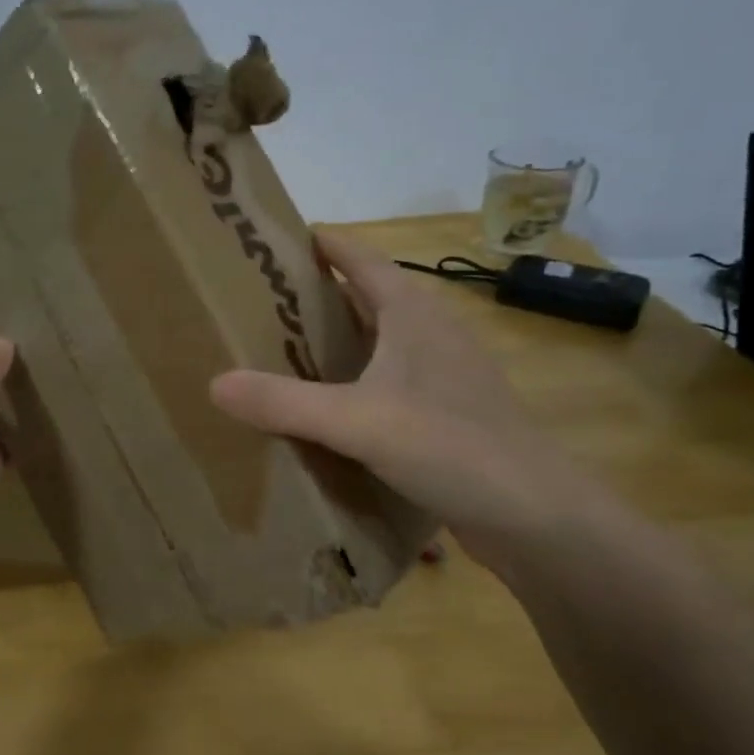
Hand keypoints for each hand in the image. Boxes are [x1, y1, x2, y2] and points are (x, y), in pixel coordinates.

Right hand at [210, 229, 582, 558]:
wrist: (538, 518)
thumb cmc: (451, 447)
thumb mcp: (357, 421)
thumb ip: (285, 402)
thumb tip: (214, 383)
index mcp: (414, 316)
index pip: (364, 261)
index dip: (327, 244)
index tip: (283, 237)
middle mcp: (432, 336)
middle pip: (373, 297)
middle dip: (325, 291)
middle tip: (269, 297)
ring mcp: (446, 377)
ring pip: (384, 341)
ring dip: (343, 337)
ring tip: (290, 347)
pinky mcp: (450, 415)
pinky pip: (392, 381)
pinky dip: (359, 380)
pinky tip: (334, 406)